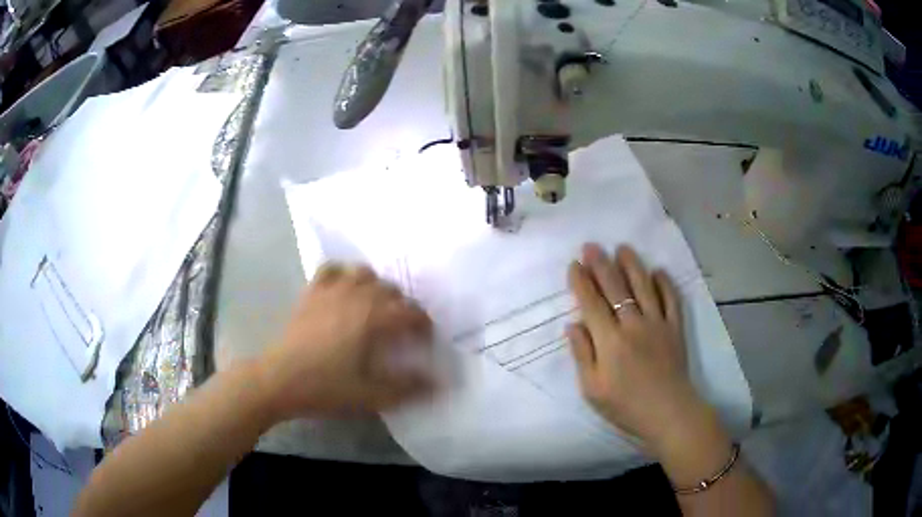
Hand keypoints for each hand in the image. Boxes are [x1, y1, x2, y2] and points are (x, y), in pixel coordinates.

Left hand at [257, 262, 433, 421]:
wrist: (278, 380)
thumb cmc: (325, 388)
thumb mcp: (371, 395)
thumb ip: (408, 388)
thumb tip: (440, 383)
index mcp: (374, 319)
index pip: (412, 313)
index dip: (423, 326)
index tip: (424, 342)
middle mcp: (357, 296)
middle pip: (391, 290)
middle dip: (402, 307)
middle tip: (400, 331)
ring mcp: (331, 290)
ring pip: (364, 273)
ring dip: (376, 287)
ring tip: (375, 308)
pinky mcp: (311, 292)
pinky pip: (331, 270)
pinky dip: (343, 274)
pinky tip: (343, 289)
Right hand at [566, 244, 708, 451]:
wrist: (668, 413)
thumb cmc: (625, 406)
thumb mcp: (592, 389)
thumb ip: (582, 355)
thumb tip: (572, 325)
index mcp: (609, 341)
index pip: (592, 304)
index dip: (581, 282)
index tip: (574, 264)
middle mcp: (633, 325)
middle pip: (615, 288)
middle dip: (601, 265)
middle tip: (592, 246)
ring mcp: (657, 324)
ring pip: (644, 287)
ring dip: (632, 265)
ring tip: (623, 248)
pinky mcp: (675, 328)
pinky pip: (671, 299)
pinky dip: (665, 283)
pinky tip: (658, 271)